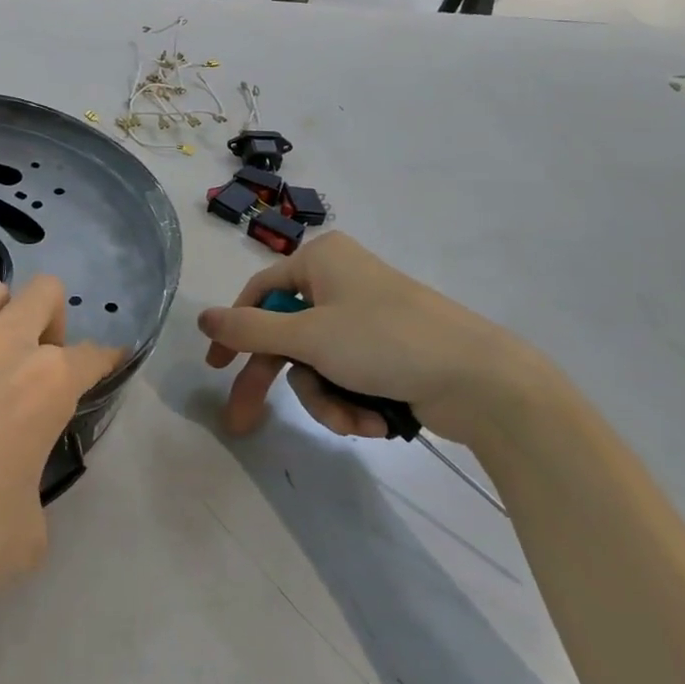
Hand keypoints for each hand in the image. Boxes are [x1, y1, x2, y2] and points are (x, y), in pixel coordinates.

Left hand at [0, 276, 119, 642]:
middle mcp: (2, 344)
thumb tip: (13, 473)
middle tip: (39, 366)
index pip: (93, 355)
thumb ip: (34, 483)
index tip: (107, 366)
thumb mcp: (27, 534)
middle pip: (46, 291)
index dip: (106, 361)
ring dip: (3, 318)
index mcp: (46, 383)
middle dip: (54, 321)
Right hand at [199, 232, 543, 444]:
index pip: (259, 293)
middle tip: (244, 423)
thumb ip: (249, 329)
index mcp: (320, 260)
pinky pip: (347, 374)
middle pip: (287, 334)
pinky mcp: (388, 350)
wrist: (483, 380)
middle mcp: (340, 281)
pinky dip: (352, 400)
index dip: (234, 332)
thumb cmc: (386, 341)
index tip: (216, 370)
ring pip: (317, 363)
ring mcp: (366, 317)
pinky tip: (375, 420)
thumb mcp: (309, 336)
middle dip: (276, 381)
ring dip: (326, 398)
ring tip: (353, 419)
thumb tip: (201, 316)